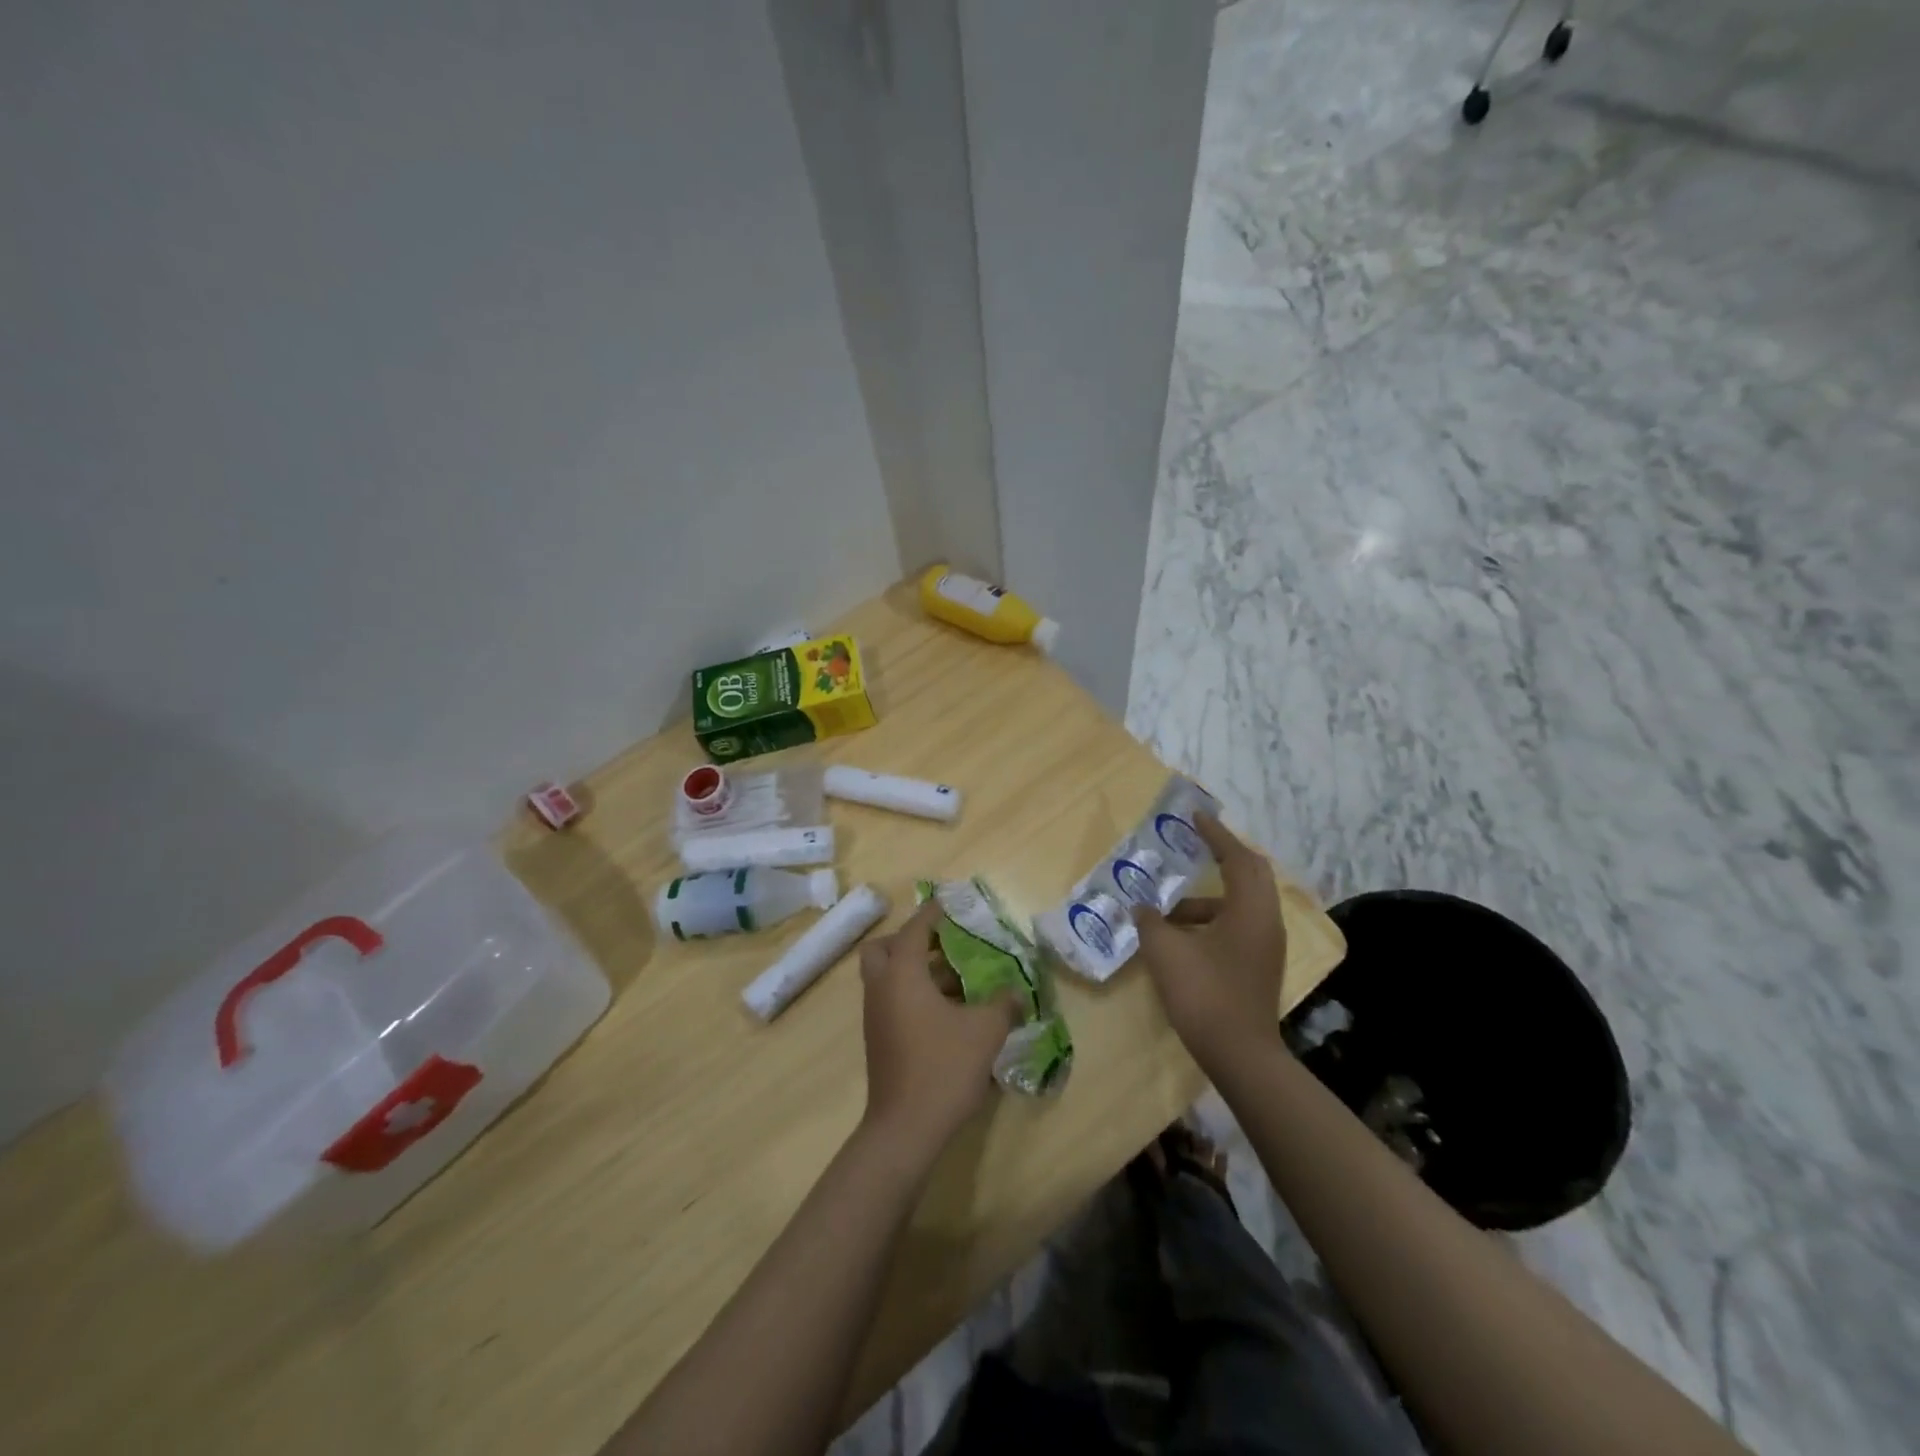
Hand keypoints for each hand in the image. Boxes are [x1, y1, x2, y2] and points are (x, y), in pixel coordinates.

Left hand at [859, 899, 1019, 1149]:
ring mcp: (875, 1015)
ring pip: (888, 976)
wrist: (905, 1128)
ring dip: (916, 969)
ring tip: (956, 977)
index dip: (933, 913)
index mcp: (903, 974)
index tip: (950, 904)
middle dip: (911, 940)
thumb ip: (1003, 1005)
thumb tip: (1017, 993)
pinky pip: (891, 999)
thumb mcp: (985, 1031)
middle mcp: (882, 987)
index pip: (915, 929)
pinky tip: (947, 1010)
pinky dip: (913, 993)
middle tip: (944, 944)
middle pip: (884, 948)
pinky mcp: (878, 1038)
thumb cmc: (943, 1067)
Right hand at [1136, 813, 1287, 1071]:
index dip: (1215, 834)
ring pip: (1241, 903)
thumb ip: (1151, 922)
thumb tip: (1142, 908)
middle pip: (1251, 874)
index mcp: (1250, 909)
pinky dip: (1211, 920)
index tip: (1196, 817)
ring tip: (1167, 909)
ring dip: (1208, 898)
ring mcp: (1266, 946)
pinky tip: (1180, 938)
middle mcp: (1266, 921)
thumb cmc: (1203, 993)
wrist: (1239, 1055)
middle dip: (1223, 856)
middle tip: (1195, 846)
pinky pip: (1238, 925)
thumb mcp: (1166, 951)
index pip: (1237, 857)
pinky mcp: (1259, 965)